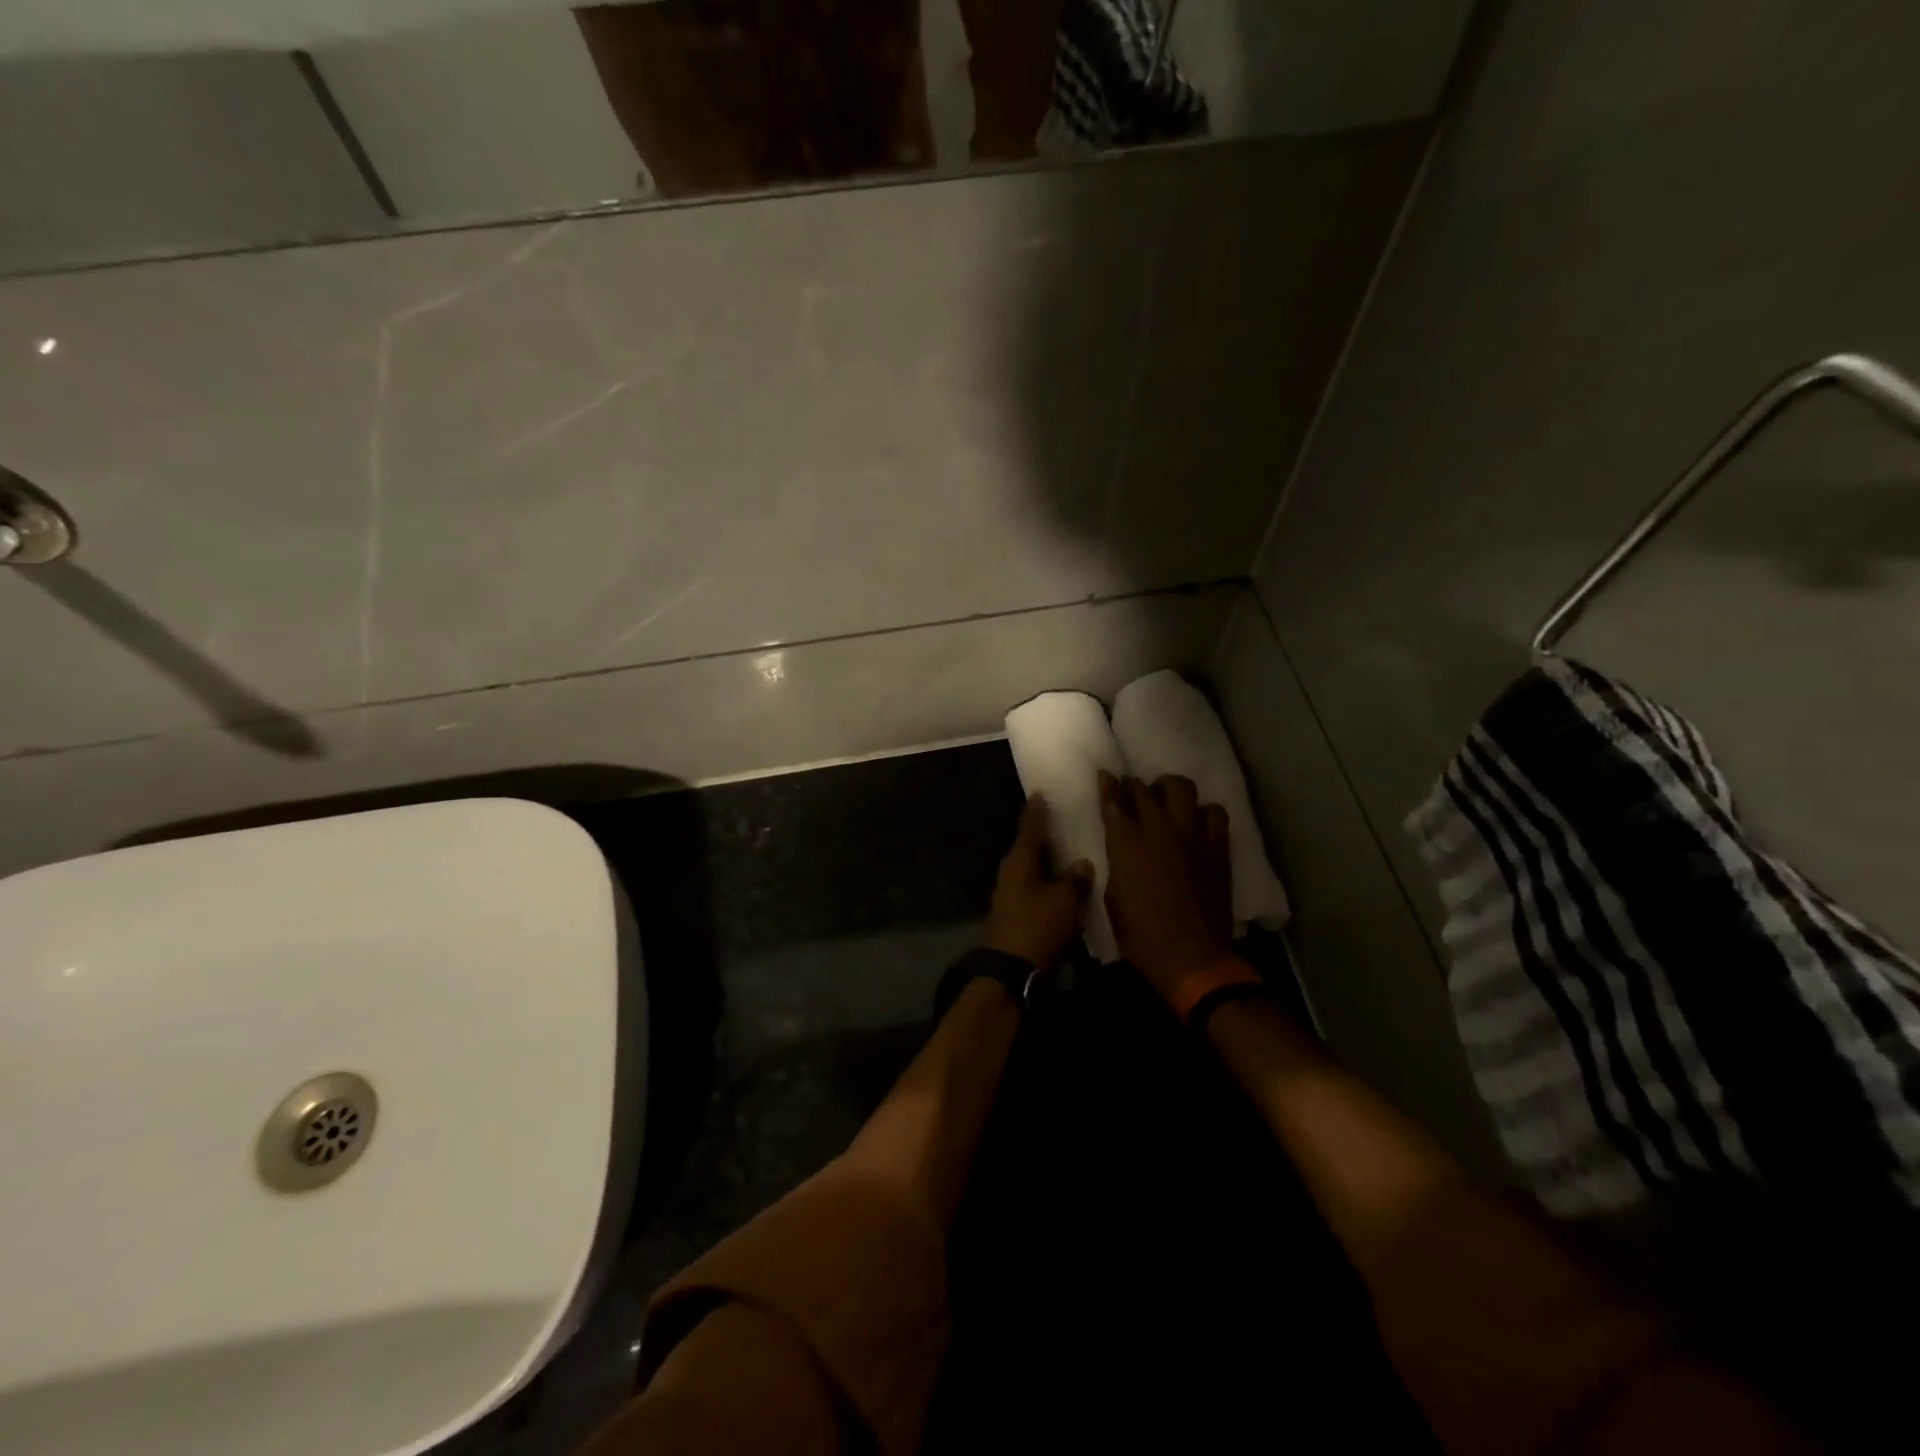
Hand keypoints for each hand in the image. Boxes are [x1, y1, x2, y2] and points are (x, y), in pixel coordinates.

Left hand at [985, 795, 1094, 970]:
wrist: (1011, 971)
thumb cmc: (1038, 927)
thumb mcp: (1065, 901)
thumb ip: (1076, 879)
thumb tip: (1082, 863)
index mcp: (1019, 861)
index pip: (1030, 827)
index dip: (1037, 810)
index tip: (1040, 792)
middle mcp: (1010, 872)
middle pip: (1027, 846)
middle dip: (1042, 834)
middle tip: (1059, 818)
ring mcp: (1009, 894)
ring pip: (1030, 868)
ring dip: (1044, 859)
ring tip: (1065, 849)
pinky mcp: (1014, 914)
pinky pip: (1032, 887)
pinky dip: (1045, 880)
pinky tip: (1060, 882)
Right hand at [1099, 772, 1234, 1002]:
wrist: (1191, 958)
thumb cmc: (1141, 935)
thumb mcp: (1113, 898)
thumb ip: (1117, 864)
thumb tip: (1120, 850)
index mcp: (1126, 844)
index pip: (1114, 802)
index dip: (1108, 786)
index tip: (1106, 775)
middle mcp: (1159, 831)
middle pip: (1145, 790)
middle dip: (1135, 786)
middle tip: (1133, 791)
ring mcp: (1192, 836)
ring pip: (1182, 789)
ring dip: (1170, 789)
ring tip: (1167, 798)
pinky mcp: (1216, 848)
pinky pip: (1215, 813)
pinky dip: (1204, 813)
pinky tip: (1197, 823)